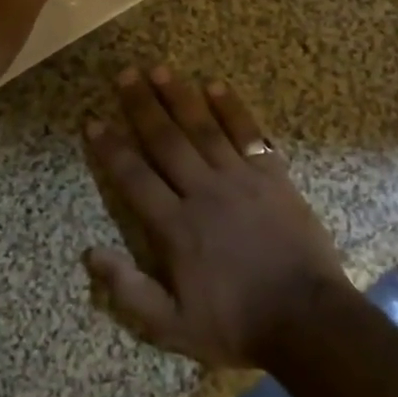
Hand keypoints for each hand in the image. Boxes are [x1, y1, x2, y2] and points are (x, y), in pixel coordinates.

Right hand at [82, 65, 354, 367]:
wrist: (308, 320)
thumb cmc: (237, 324)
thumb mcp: (174, 327)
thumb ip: (130, 291)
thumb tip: (90, 253)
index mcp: (176, 227)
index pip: (134, 178)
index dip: (111, 149)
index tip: (93, 121)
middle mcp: (202, 192)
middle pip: (165, 140)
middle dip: (142, 106)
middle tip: (125, 74)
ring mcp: (239, 179)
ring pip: (202, 129)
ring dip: (180, 97)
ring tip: (160, 69)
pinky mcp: (272, 176)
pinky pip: (248, 134)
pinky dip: (232, 109)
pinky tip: (216, 86)